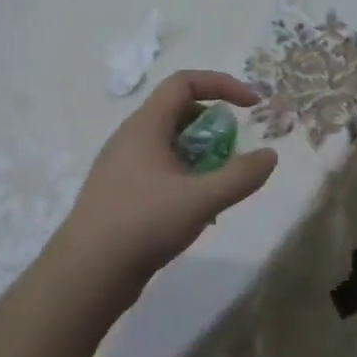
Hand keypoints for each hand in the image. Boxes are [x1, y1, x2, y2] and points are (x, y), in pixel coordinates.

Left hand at [53, 71, 278, 294]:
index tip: (253, 106)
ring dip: (201, 156)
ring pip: (170, 144)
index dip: (222, 85)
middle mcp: (130, 138)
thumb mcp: (200, 200)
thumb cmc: (143, 224)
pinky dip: (185, 178)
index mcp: (144, 126)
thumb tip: (269, 156)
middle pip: (179, 112)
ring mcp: (122, 167)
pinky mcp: (121, 193)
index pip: (184, 82)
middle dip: (214, 127)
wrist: (87, 273)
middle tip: (234, 154)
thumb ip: (240, 176)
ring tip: (218, 187)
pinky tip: (196, 212)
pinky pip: (160, 170)